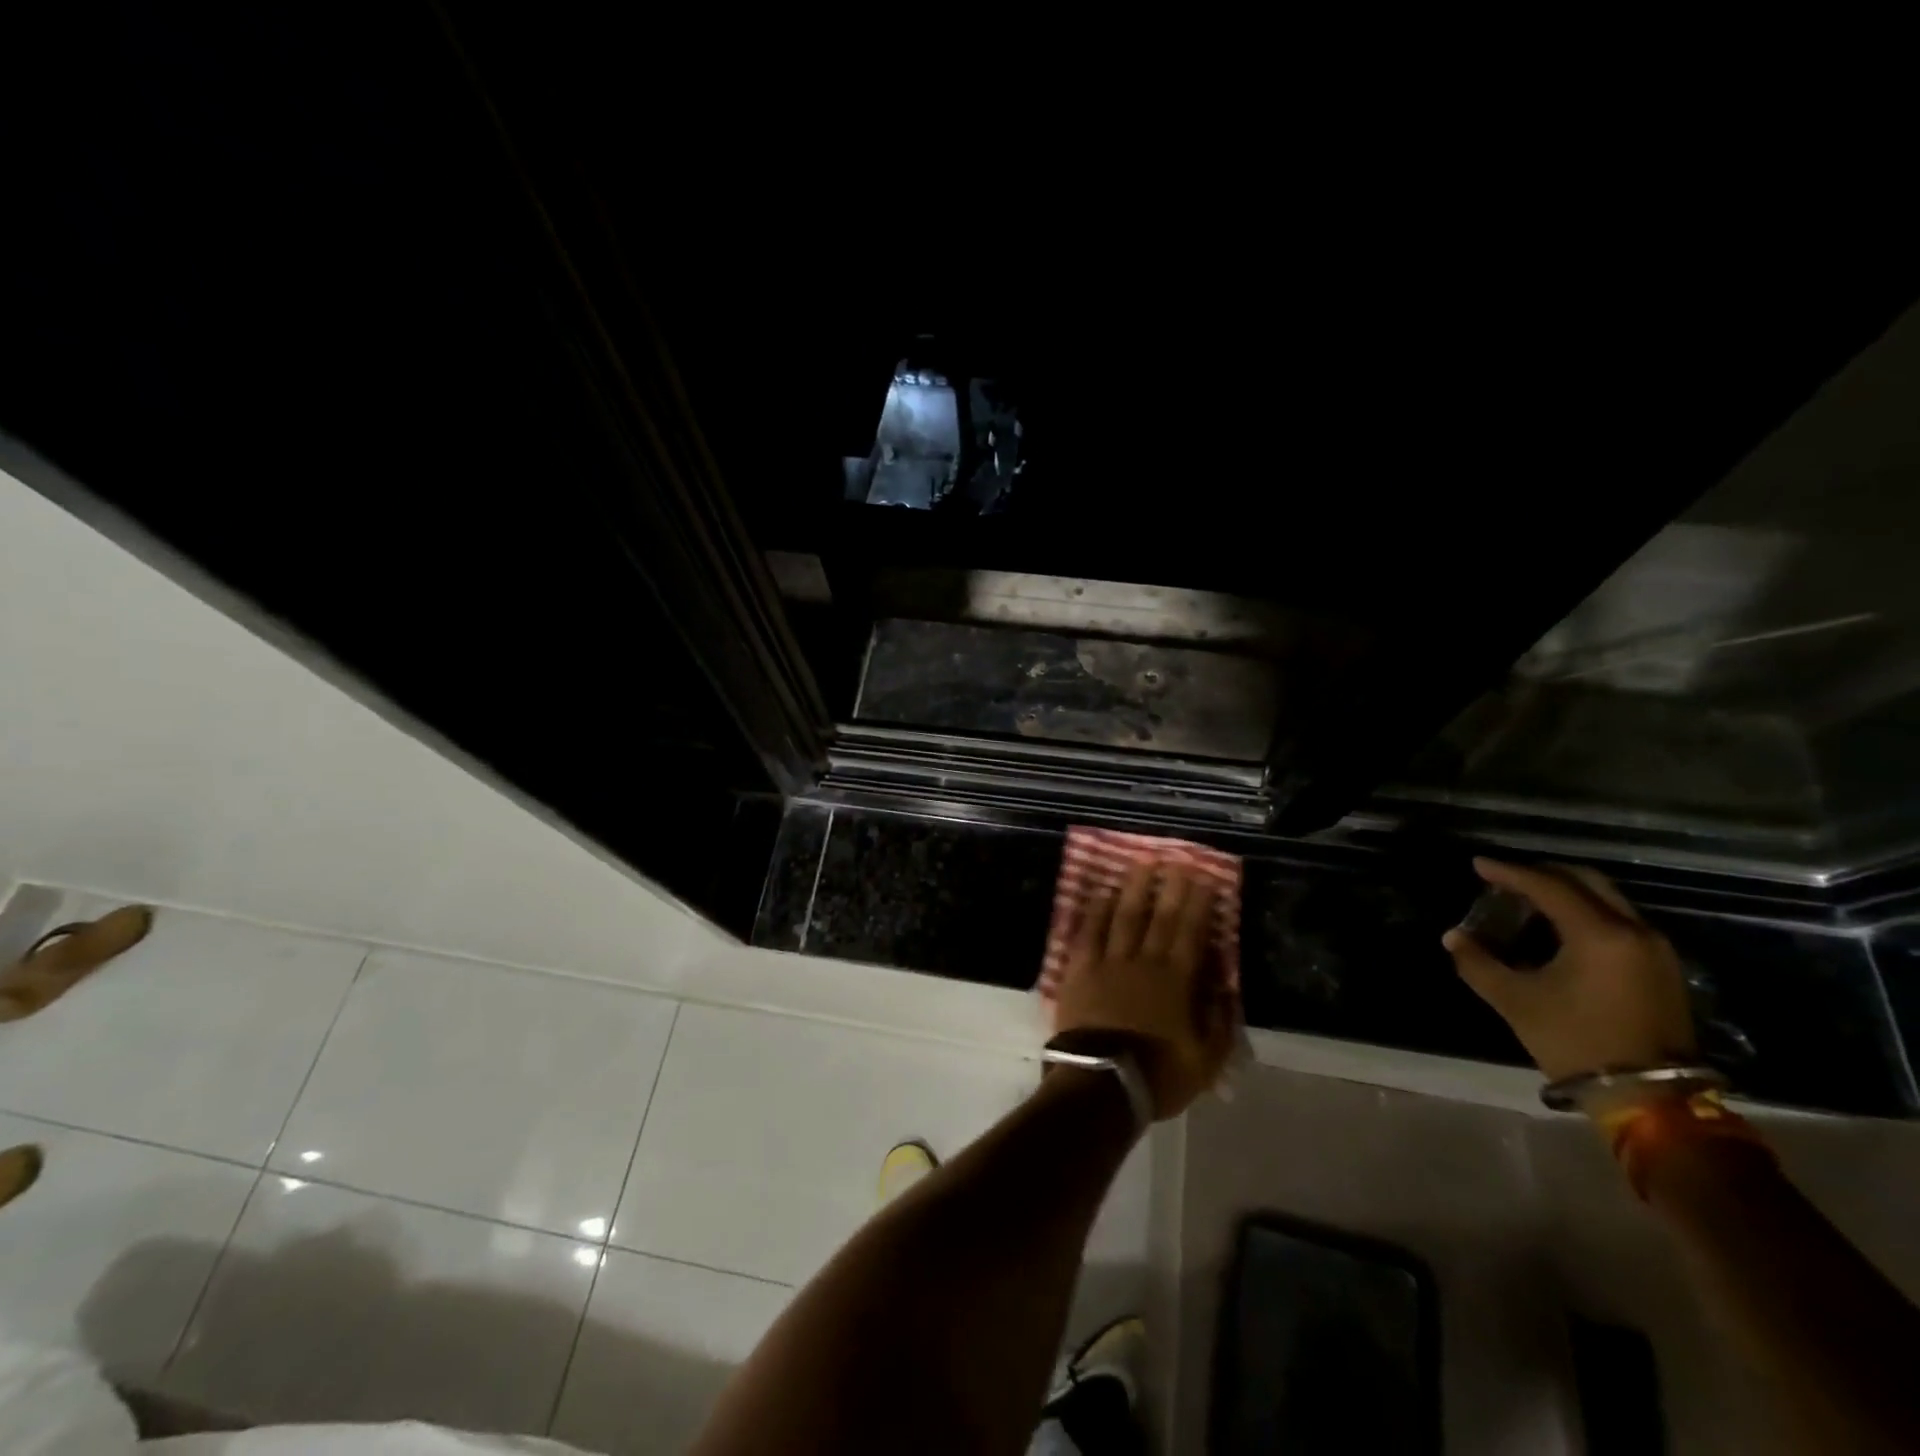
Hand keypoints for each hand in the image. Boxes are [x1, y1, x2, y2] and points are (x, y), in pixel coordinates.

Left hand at [1054, 860, 1236, 1118]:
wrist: (1101, 1083)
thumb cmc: (1157, 1075)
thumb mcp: (1206, 1061)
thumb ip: (1220, 1023)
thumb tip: (1226, 989)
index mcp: (1175, 982)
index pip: (1190, 933)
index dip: (1198, 904)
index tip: (1204, 878)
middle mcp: (1143, 963)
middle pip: (1159, 918)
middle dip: (1170, 887)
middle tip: (1176, 858)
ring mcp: (1108, 963)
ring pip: (1123, 916)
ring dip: (1133, 888)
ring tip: (1141, 863)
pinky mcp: (1080, 970)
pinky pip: (1088, 933)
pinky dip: (1095, 911)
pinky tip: (1100, 893)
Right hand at [1443, 858, 1697, 1083]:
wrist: (1649, 1098)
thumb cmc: (1576, 1041)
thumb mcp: (1516, 1001)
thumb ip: (1478, 963)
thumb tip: (1454, 937)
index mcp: (1599, 935)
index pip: (1548, 887)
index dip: (1509, 873)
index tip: (1478, 865)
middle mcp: (1634, 931)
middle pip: (1586, 881)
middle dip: (1542, 873)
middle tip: (1506, 878)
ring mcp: (1655, 949)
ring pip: (1606, 899)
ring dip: (1566, 892)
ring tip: (1527, 901)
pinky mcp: (1662, 967)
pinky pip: (1618, 920)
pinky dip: (1585, 912)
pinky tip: (1558, 928)